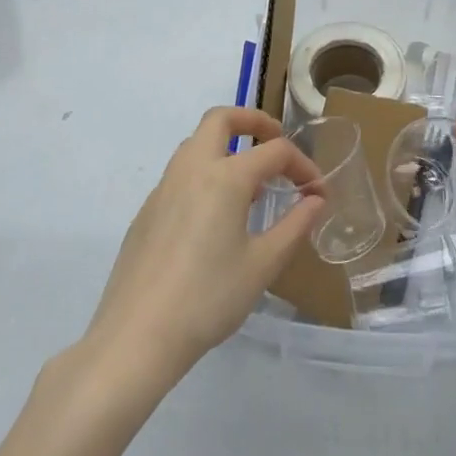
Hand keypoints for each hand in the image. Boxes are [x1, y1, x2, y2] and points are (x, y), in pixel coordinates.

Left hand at [83, 107, 325, 388]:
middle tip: (275, 142)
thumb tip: (316, 200)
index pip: (275, 152)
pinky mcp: (146, 211)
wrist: (136, 337)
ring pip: (196, 143)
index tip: (318, 192)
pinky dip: (205, 173)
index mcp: (225, 176)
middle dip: (253, 121)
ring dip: (226, 145)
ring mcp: (163, 187)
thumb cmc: (208, 299)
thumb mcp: (262, 265)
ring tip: (249, 183)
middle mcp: (192, 168)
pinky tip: (214, 216)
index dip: (303, 166)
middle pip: (221, 119)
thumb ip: (294, 226)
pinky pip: (180, 173)